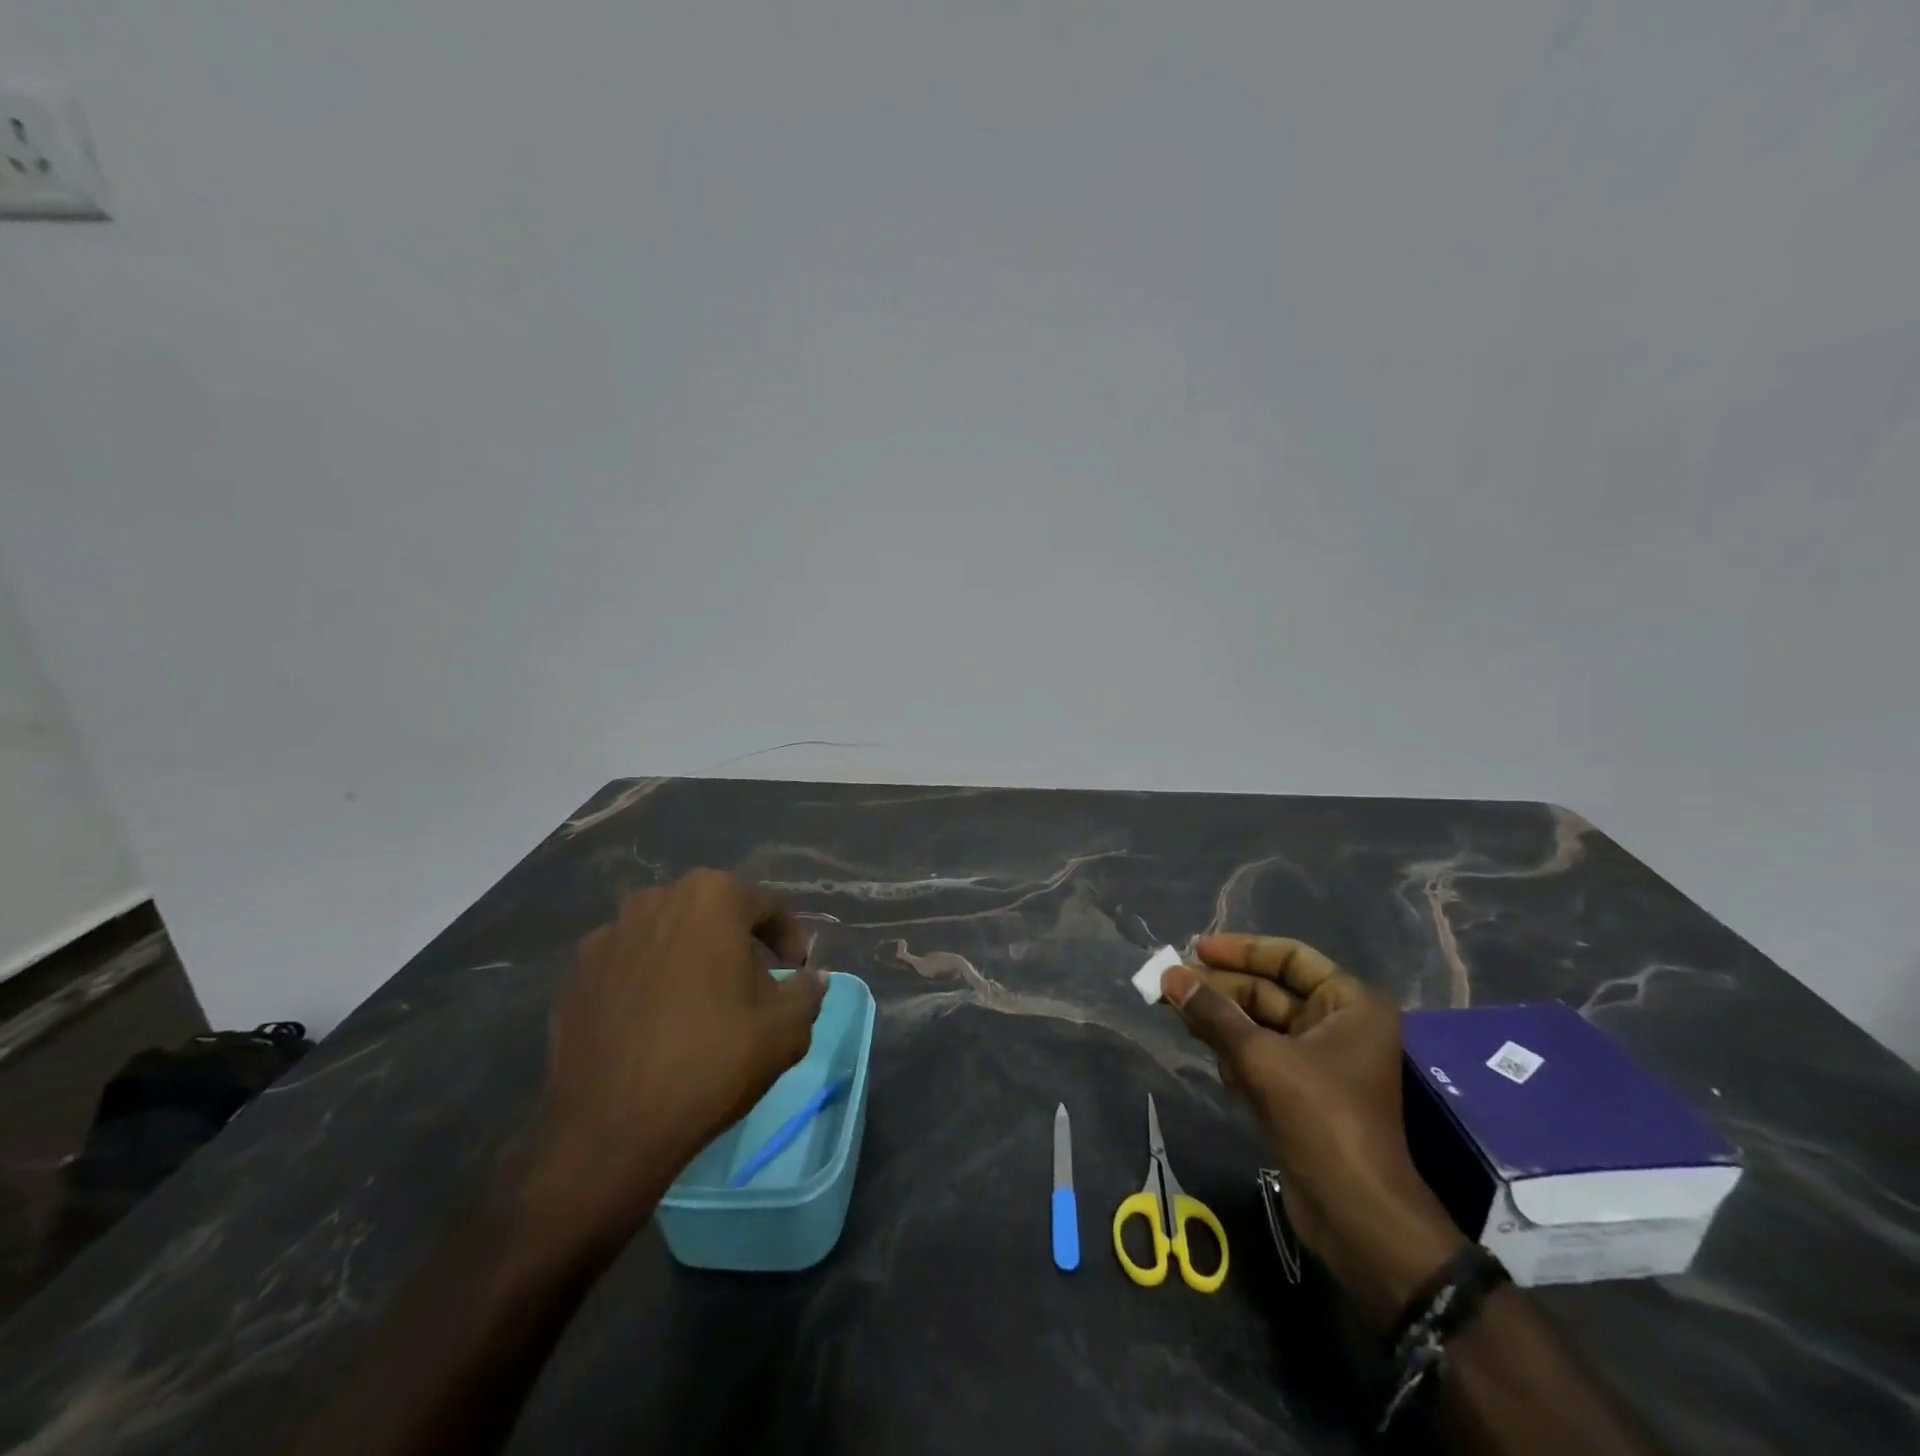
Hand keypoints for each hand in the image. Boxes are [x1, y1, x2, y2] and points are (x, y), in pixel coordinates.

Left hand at [518, 870, 825, 1250]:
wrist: (610, 1128)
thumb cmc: (711, 1061)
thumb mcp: (786, 1030)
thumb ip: (807, 991)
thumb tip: (812, 978)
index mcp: (712, 897)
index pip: (766, 905)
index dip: (789, 937)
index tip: (796, 970)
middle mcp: (656, 900)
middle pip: (713, 914)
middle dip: (738, 943)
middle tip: (754, 986)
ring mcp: (608, 935)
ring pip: (668, 936)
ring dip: (691, 958)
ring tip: (702, 1004)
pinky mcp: (575, 974)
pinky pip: (629, 965)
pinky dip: (649, 981)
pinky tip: (656, 1022)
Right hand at [1163, 935, 1465, 1326]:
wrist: (1358, 1218)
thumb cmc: (1322, 1120)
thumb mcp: (1262, 1059)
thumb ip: (1214, 1014)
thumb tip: (1170, 976)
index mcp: (1349, 1005)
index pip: (1291, 958)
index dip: (1243, 950)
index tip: (1198, 949)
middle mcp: (1338, 1026)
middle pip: (1271, 990)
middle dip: (1221, 988)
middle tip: (1171, 983)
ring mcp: (1320, 1062)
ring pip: (1259, 1024)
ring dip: (1219, 1017)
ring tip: (1174, 1009)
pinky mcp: (1301, 1094)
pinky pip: (1259, 1055)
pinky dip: (1230, 1049)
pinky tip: (1202, 1048)